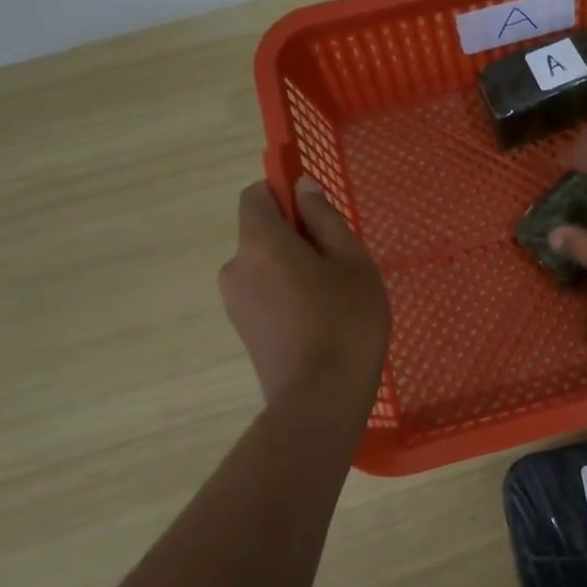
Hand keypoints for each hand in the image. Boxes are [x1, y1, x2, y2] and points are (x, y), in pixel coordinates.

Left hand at [220, 177, 389, 404]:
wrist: (320, 399)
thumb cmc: (346, 321)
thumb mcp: (352, 261)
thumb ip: (324, 218)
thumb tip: (302, 187)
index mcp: (260, 241)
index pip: (256, 195)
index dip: (284, 194)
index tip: (318, 214)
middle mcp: (235, 266)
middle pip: (262, 233)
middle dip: (296, 238)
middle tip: (340, 264)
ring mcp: (234, 301)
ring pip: (266, 267)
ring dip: (294, 270)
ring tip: (334, 299)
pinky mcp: (243, 329)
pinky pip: (264, 294)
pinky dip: (287, 296)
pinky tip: (319, 322)